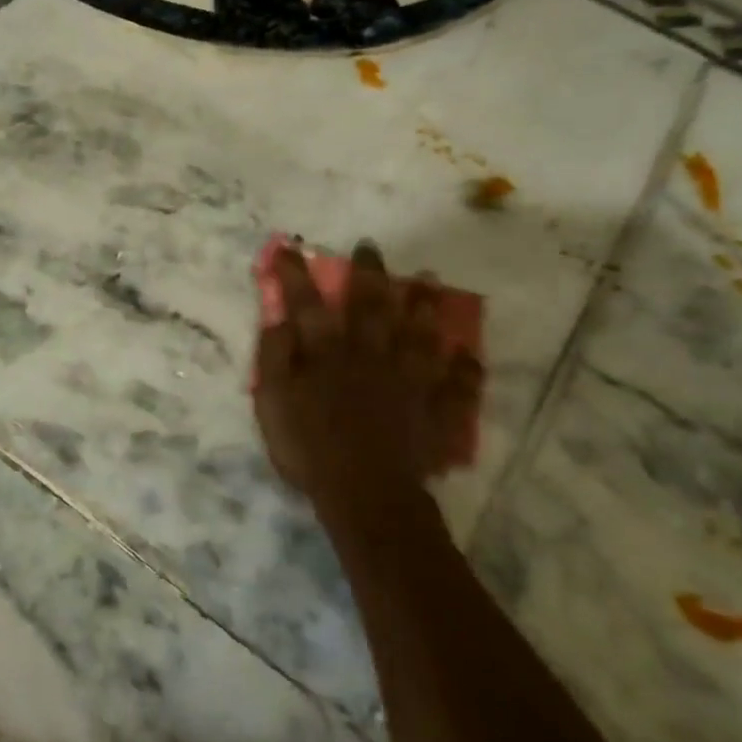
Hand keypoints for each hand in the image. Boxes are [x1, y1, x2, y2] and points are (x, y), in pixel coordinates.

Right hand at [253, 243, 480, 515]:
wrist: (365, 493)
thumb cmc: (310, 450)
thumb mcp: (273, 405)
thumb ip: (274, 359)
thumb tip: (277, 319)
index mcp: (327, 355)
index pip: (307, 304)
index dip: (295, 275)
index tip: (289, 249)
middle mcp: (371, 356)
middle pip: (371, 306)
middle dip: (368, 274)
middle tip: (370, 248)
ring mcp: (409, 380)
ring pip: (419, 333)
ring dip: (423, 305)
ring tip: (428, 279)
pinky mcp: (435, 408)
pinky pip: (457, 383)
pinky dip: (464, 368)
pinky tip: (467, 353)